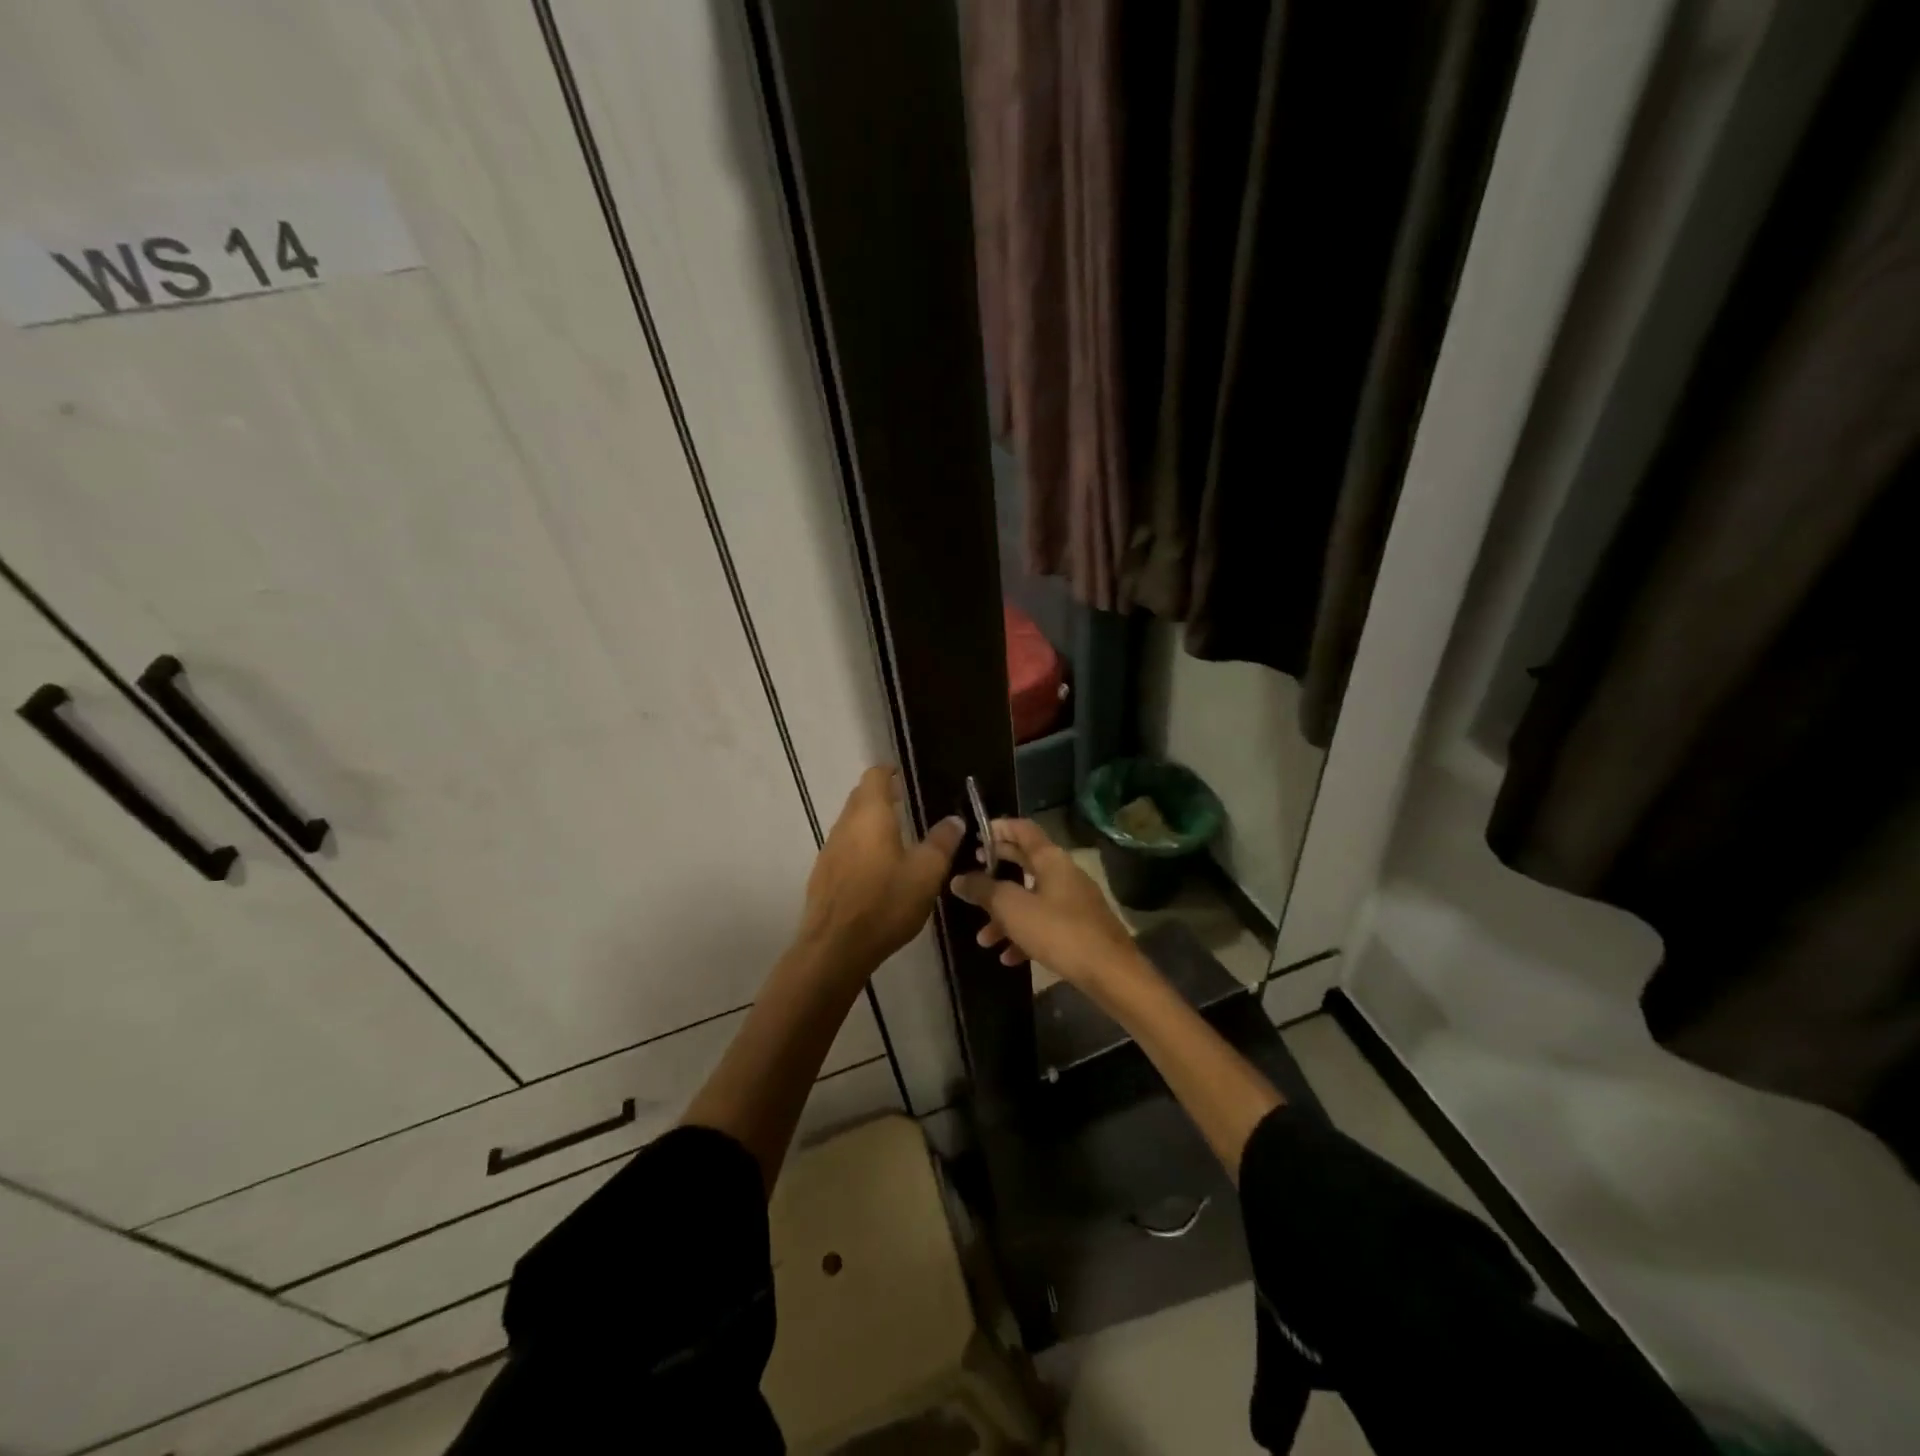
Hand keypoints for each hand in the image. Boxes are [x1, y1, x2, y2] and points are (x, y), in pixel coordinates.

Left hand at [798, 767, 963, 974]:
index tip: (906, 776)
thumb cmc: (885, 903)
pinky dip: (861, 847)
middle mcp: (845, 825)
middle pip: (860, 797)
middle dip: (882, 796)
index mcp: (870, 815)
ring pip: (851, 824)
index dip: (890, 771)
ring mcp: (829, 850)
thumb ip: (942, 842)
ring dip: (871, 823)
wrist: (835, 948)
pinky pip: (844, 848)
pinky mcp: (823, 874)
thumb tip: (954, 819)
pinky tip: (876, 870)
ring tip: (896, 837)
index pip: (875, 776)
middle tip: (907, 804)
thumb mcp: (926, 873)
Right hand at [950, 817, 1142, 991]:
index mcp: (1051, 859)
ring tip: (983, 939)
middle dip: (996, 873)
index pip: (1022, 829)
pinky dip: (1025, 935)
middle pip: (1025, 863)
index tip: (974, 836)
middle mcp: (1064, 873)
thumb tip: (959, 879)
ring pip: (1031, 899)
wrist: (1110, 973)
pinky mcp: (1080, 928)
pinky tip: (1009, 958)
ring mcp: (1074, 901)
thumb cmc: (1058, 931)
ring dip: (1005, 915)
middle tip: (971, 878)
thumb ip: (983, 890)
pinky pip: (1045, 924)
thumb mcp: (1012, 909)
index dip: (998, 828)